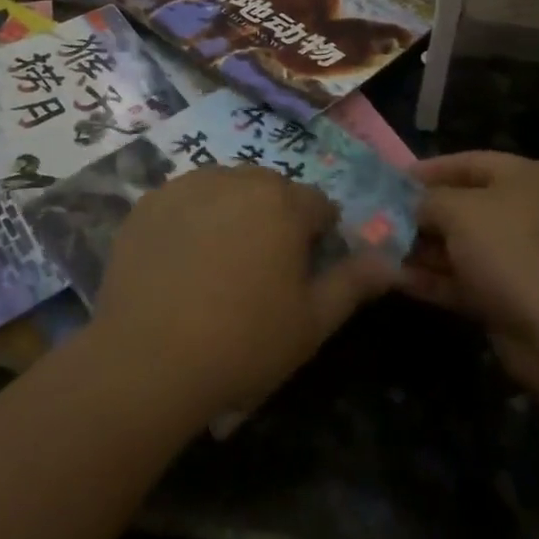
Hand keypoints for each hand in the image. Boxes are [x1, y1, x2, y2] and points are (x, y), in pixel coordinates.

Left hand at [91, 166, 395, 421]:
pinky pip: (185, 199)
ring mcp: (188, 186)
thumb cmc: (243, 343)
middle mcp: (238, 179)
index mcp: (284, 203)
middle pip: (271, 190)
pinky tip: (180, 261)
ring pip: (227, 189)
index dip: (319, 237)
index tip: (304, 274)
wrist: (147, 360)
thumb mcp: (311, 323)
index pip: (318, 205)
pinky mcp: (149, 202)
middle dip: (276, 220)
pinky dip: (191, 219)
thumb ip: (353, 283)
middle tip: (261, 272)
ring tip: (218, 265)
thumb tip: (390, 262)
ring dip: (233, 214)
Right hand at [401, 151, 538, 393]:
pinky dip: (434, 279)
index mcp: (525, 178)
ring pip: (463, 247)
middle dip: (422, 214)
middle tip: (381, 218)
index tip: (393, 179)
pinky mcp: (512, 299)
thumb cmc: (512, 250)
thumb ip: (428, 200)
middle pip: (465, 206)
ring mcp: (522, 259)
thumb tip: (413, 206)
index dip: (430, 169)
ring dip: (423, 249)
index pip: (469, 162)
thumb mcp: (459, 210)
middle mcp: (528, 213)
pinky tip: (396, 279)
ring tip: (379, 249)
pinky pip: (466, 281)